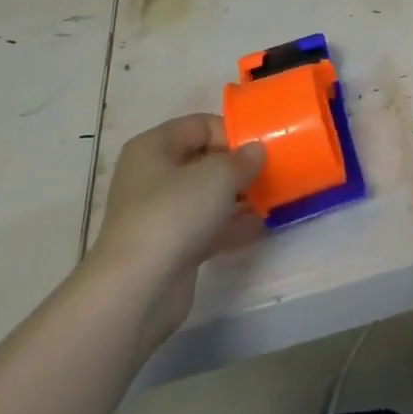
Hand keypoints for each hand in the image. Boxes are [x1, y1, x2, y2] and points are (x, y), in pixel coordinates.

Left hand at [86, 114, 266, 343]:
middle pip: (204, 160)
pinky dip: (230, 225)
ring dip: (238, 197)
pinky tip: (260, 227)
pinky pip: (206, 226)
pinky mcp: (169, 247)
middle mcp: (152, 176)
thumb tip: (256, 151)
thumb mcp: (219, 175)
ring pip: (206, 195)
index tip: (261, 149)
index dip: (232, 132)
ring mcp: (159, 214)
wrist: (139, 288)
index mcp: (153, 147)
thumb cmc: (175, 213)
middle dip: (238, 167)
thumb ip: (244, 159)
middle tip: (271, 173)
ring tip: (272, 198)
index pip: (200, 125)